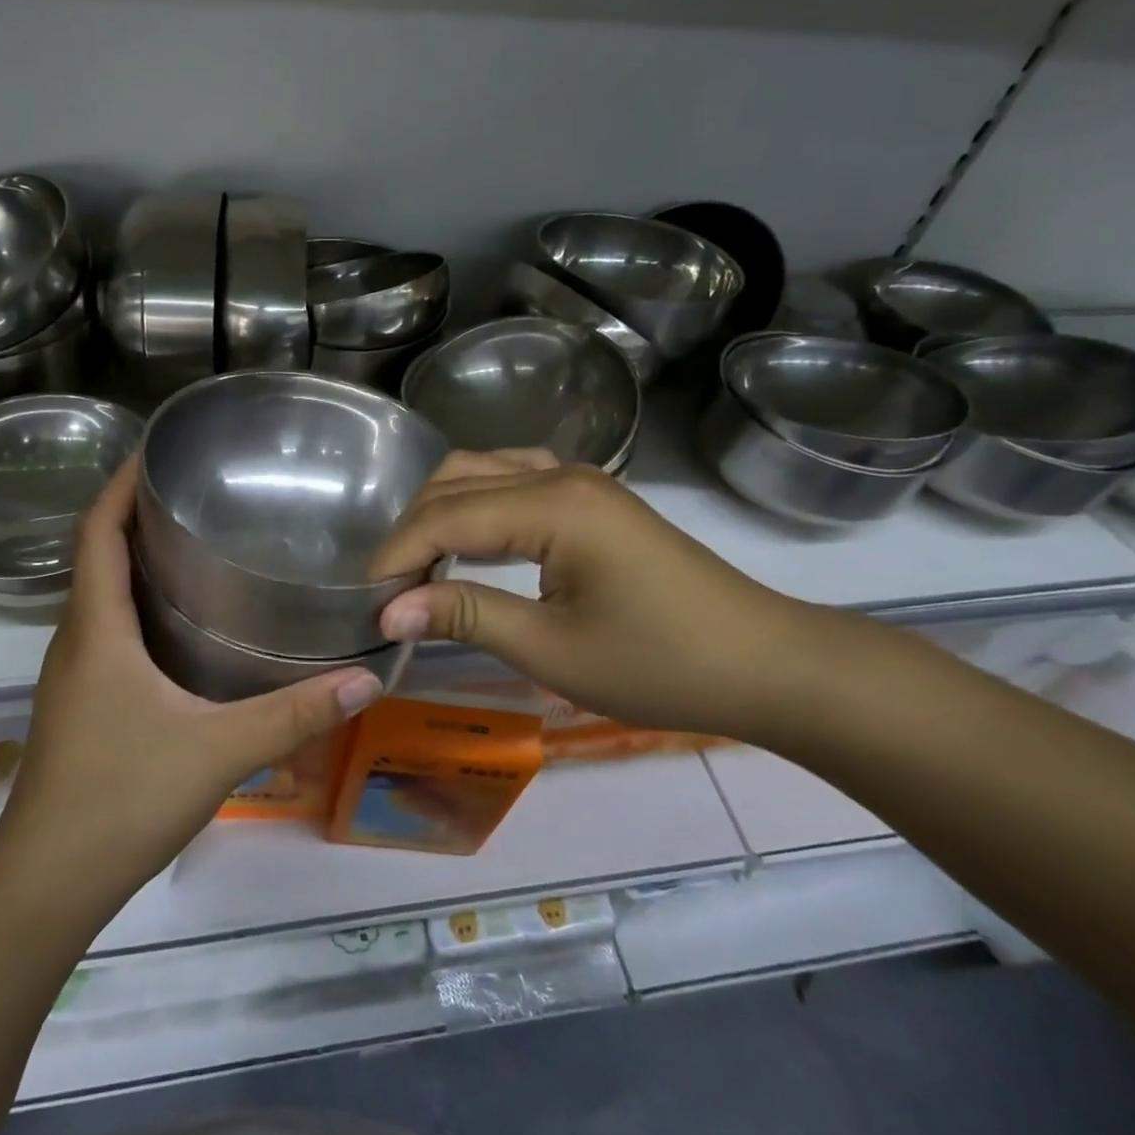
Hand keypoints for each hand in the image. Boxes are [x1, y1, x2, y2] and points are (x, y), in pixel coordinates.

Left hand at [0, 459, 382, 917]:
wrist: (46, 883)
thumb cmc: (121, 799)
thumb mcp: (218, 750)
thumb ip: (293, 714)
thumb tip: (366, 679)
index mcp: (96, 630)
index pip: (96, 533)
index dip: (118, 484)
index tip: (154, 450)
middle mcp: (76, 641)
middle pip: (96, 555)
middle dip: (135, 514)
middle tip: (198, 491)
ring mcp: (73, 675)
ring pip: (100, 595)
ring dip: (135, 559)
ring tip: (195, 541)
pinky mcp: (80, 704)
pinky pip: (107, 630)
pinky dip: (137, 604)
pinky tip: (183, 622)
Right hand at [367, 451, 829, 742]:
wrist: (765, 663)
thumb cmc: (661, 664)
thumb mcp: (553, 650)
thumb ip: (466, 616)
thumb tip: (390, 610)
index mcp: (552, 504)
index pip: (446, 516)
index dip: (398, 555)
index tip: (368, 601)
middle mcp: (561, 474)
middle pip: (458, 481)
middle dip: (413, 529)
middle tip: (391, 587)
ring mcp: (581, 481)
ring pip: (484, 471)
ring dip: (442, 510)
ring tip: (420, 564)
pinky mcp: (593, 498)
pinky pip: (516, 480)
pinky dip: (478, 503)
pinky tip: (472, 538)